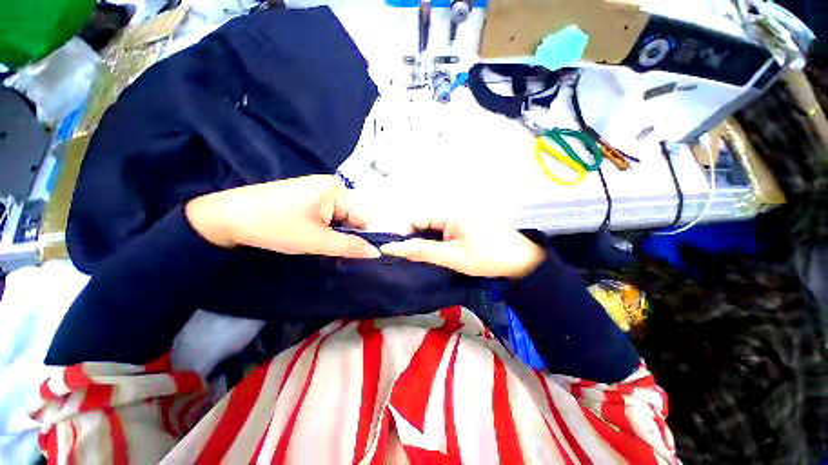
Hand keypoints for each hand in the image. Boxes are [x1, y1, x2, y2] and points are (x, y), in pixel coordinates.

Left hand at [185, 175, 380, 258]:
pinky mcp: (306, 195)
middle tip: (331, 249)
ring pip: (339, 217)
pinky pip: (327, 213)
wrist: (226, 217)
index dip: (362, 236)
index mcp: (337, 190)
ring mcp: (317, 189)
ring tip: (318, 243)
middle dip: (346, 235)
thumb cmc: (275, 226)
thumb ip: (350, 246)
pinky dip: (324, 227)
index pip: (364, 216)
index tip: (353, 253)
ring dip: (334, 232)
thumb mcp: (317, 240)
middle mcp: (331, 185)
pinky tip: (310, 234)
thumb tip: (377, 253)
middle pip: (352, 215)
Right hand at [379, 218, 545, 278]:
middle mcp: (455, 212)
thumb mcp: (452, 256)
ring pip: (436, 229)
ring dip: (427, 242)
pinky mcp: (468, 226)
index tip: (396, 249)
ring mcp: (463, 219)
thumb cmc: (487, 257)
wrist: (522, 263)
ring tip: (421, 257)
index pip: (418, 218)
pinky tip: (438, 253)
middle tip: (409, 257)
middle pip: (426, 223)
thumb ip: (423, 251)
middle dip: (416, 239)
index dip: (405, 232)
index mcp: (451, 213)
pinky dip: (439, 242)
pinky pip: (446, 232)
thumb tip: (395, 247)